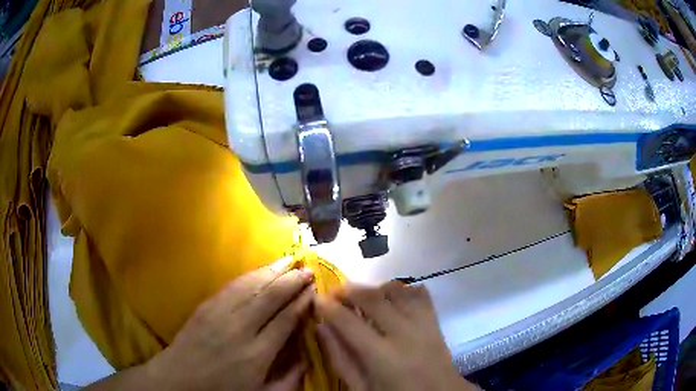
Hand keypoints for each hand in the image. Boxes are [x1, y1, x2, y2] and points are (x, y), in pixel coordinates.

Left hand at [143, 257, 314, 390]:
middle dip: (292, 281)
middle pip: (270, 297)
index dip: (302, 303)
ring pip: (251, 286)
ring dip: (273, 271)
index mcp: (257, 354)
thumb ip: (289, 380)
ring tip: (290, 260)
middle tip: (308, 269)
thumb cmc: (222, 390)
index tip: (315, 291)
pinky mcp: (206, 307)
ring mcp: (220, 314)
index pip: (285, 320)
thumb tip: (308, 358)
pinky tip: (260, 270)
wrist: (179, 380)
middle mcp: (240, 329)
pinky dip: (250, 275)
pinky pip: (232, 286)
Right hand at [315, 282, 477, 390]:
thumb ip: (340, 358)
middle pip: (373, 298)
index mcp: (382, 356)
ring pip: (397, 290)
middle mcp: (404, 333)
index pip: (349, 322)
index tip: (317, 299)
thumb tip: (322, 327)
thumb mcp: (360, 387)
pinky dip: (402, 290)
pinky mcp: (435, 320)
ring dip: (375, 288)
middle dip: (349, 290)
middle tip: (335, 293)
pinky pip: (419, 293)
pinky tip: (391, 300)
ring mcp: (423, 324)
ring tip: (362, 297)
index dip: (329, 307)